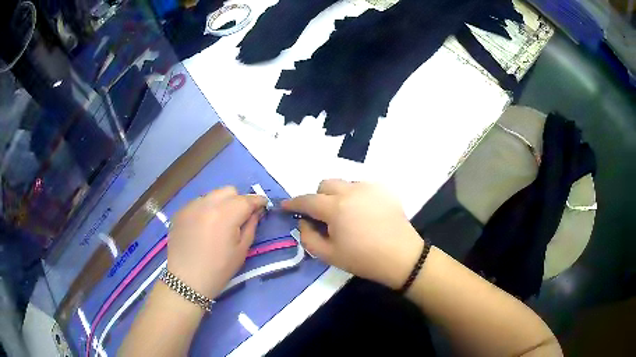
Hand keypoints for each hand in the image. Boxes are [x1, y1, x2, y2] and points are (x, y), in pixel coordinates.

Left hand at [167, 187, 266, 297]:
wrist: (186, 280)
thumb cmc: (218, 269)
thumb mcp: (242, 251)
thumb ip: (251, 226)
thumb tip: (255, 212)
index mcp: (225, 214)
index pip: (246, 199)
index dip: (257, 200)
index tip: (263, 205)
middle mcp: (207, 203)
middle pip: (229, 191)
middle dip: (238, 200)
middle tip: (240, 216)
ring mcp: (191, 206)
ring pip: (213, 195)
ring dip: (221, 203)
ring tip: (220, 221)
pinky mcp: (180, 212)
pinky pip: (199, 203)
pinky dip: (206, 209)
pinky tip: (204, 226)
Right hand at [282, 180, 423, 288]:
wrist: (401, 256)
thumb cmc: (363, 259)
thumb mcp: (328, 255)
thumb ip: (308, 237)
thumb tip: (304, 221)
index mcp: (335, 207)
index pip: (307, 200)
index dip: (293, 203)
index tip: (285, 206)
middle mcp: (350, 191)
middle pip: (325, 184)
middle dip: (318, 197)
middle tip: (323, 216)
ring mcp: (369, 188)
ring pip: (344, 184)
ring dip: (337, 196)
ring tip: (346, 215)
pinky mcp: (383, 190)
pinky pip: (361, 187)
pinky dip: (355, 196)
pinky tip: (363, 213)